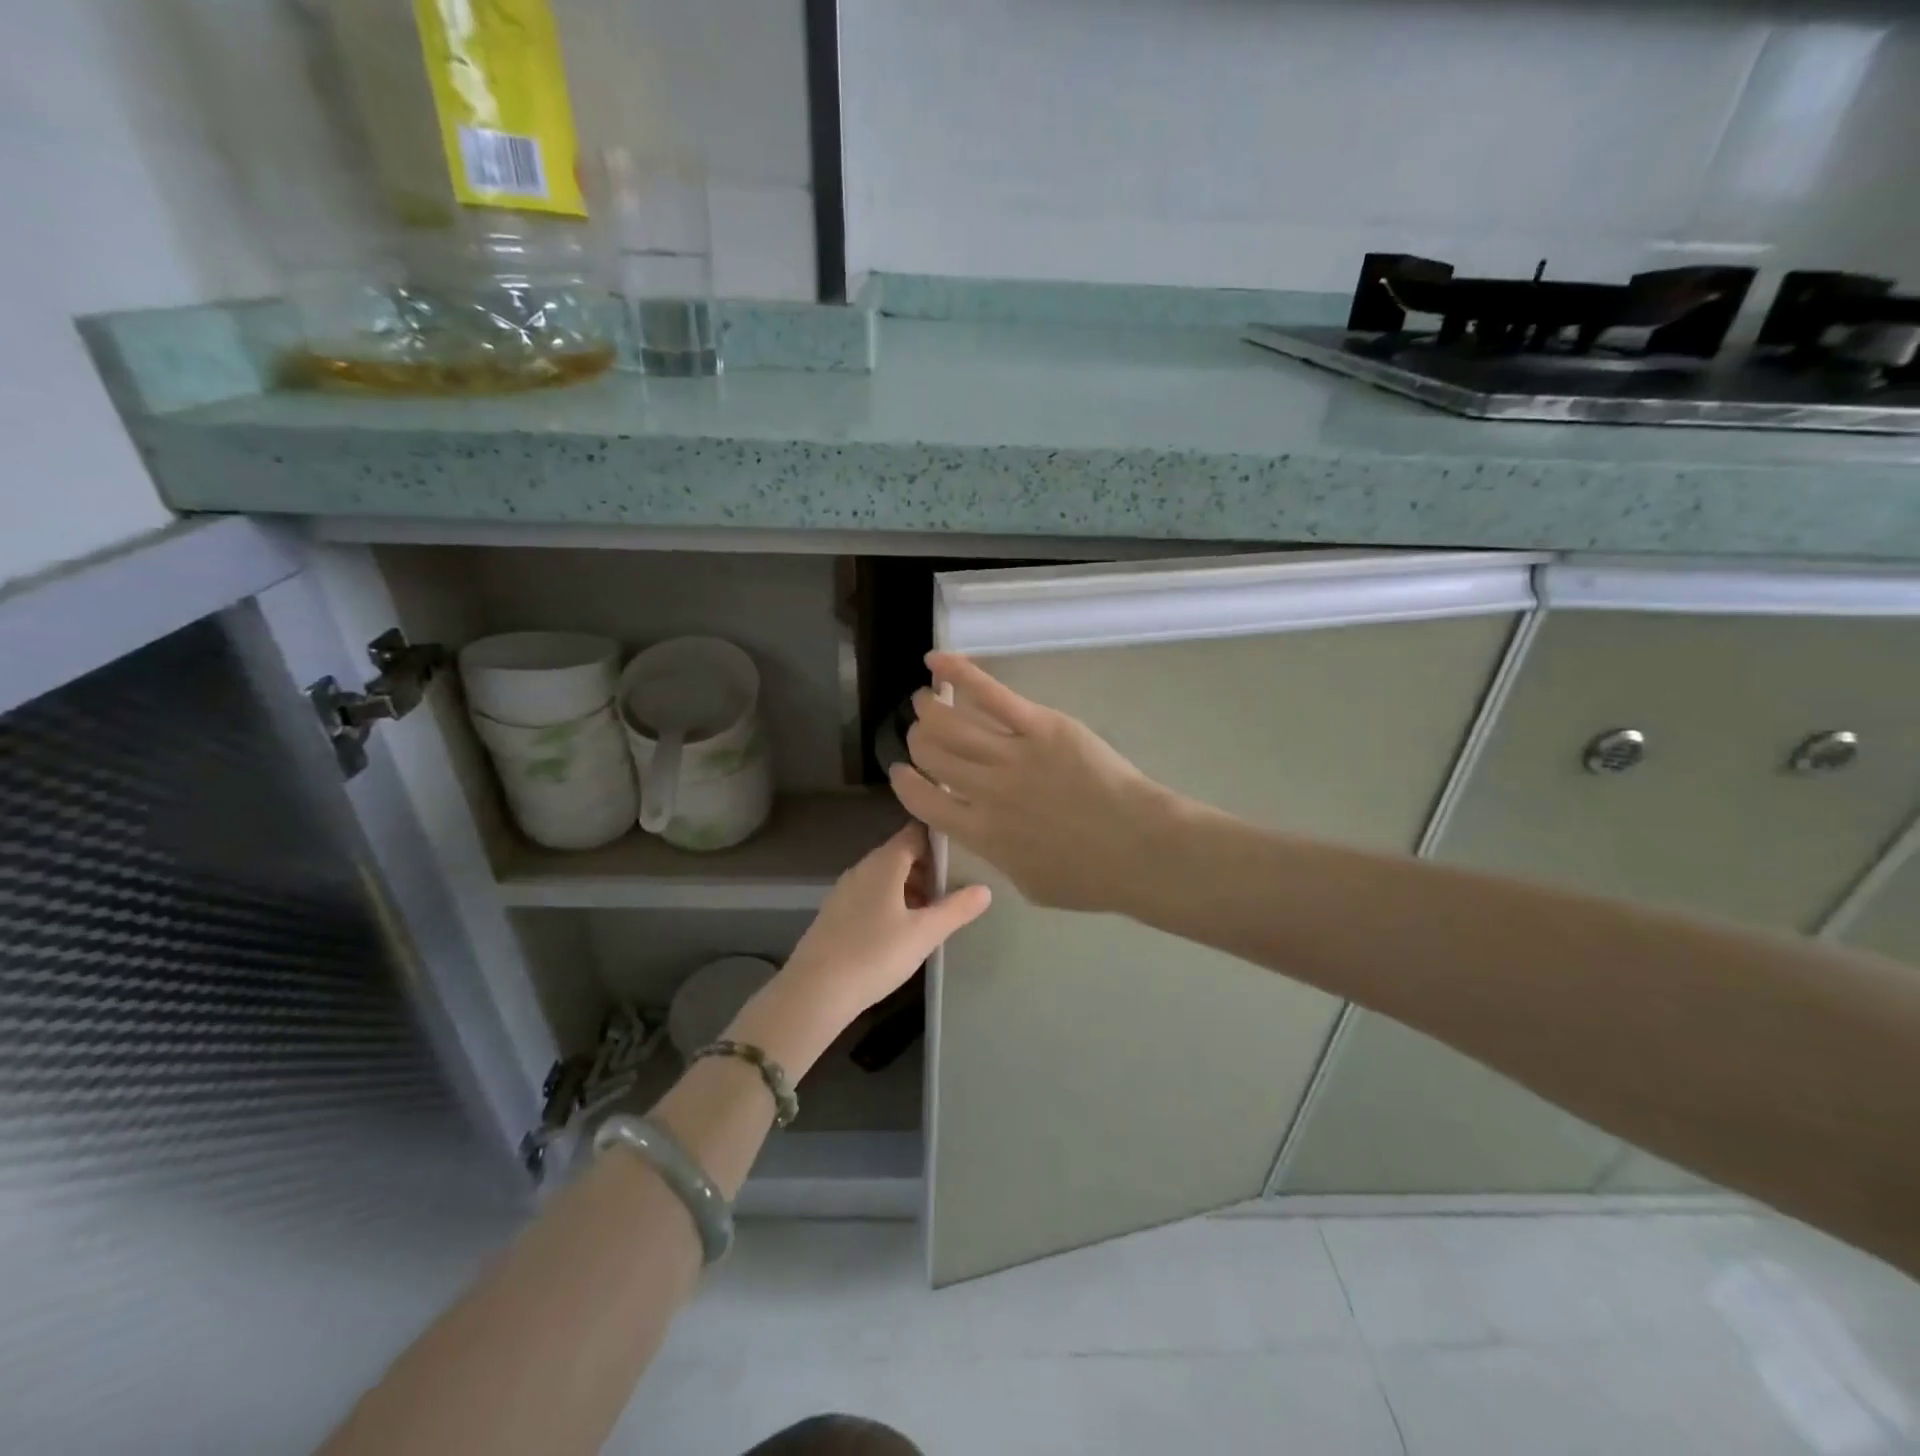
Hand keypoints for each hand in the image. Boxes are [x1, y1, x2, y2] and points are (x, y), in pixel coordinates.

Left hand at [729, 823, 990, 1076]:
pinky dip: (892, 903)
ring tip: (935, 913)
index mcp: (885, 863)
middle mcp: (862, 868)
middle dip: (929, 867)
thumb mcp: (924, 933)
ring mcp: (845, 890)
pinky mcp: (836, 913)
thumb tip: (985, 889)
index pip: (916, 833)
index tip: (965, 852)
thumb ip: (956, 909)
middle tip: (956, 888)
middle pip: (901, 855)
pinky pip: (871, 896)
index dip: (941, 839)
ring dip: (911, 888)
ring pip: (886, 878)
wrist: (814, 992)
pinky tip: (903, 930)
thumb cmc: (875, 955)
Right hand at [889, 653, 1173, 913]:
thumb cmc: (1090, 877)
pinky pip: (990, 694)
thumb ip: (997, 857)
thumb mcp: (1030, 884)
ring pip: (951, 722)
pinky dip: (958, 673)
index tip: (901, 770)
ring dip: (929, 707)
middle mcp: (985, 791)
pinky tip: (936, 660)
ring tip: (925, 699)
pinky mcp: (1040, 726)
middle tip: (922, 731)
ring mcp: (1011, 754)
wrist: (1139, 848)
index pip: (922, 800)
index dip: (904, 782)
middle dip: (918, 740)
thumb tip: (985, 832)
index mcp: (979, 833)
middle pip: (932, 754)